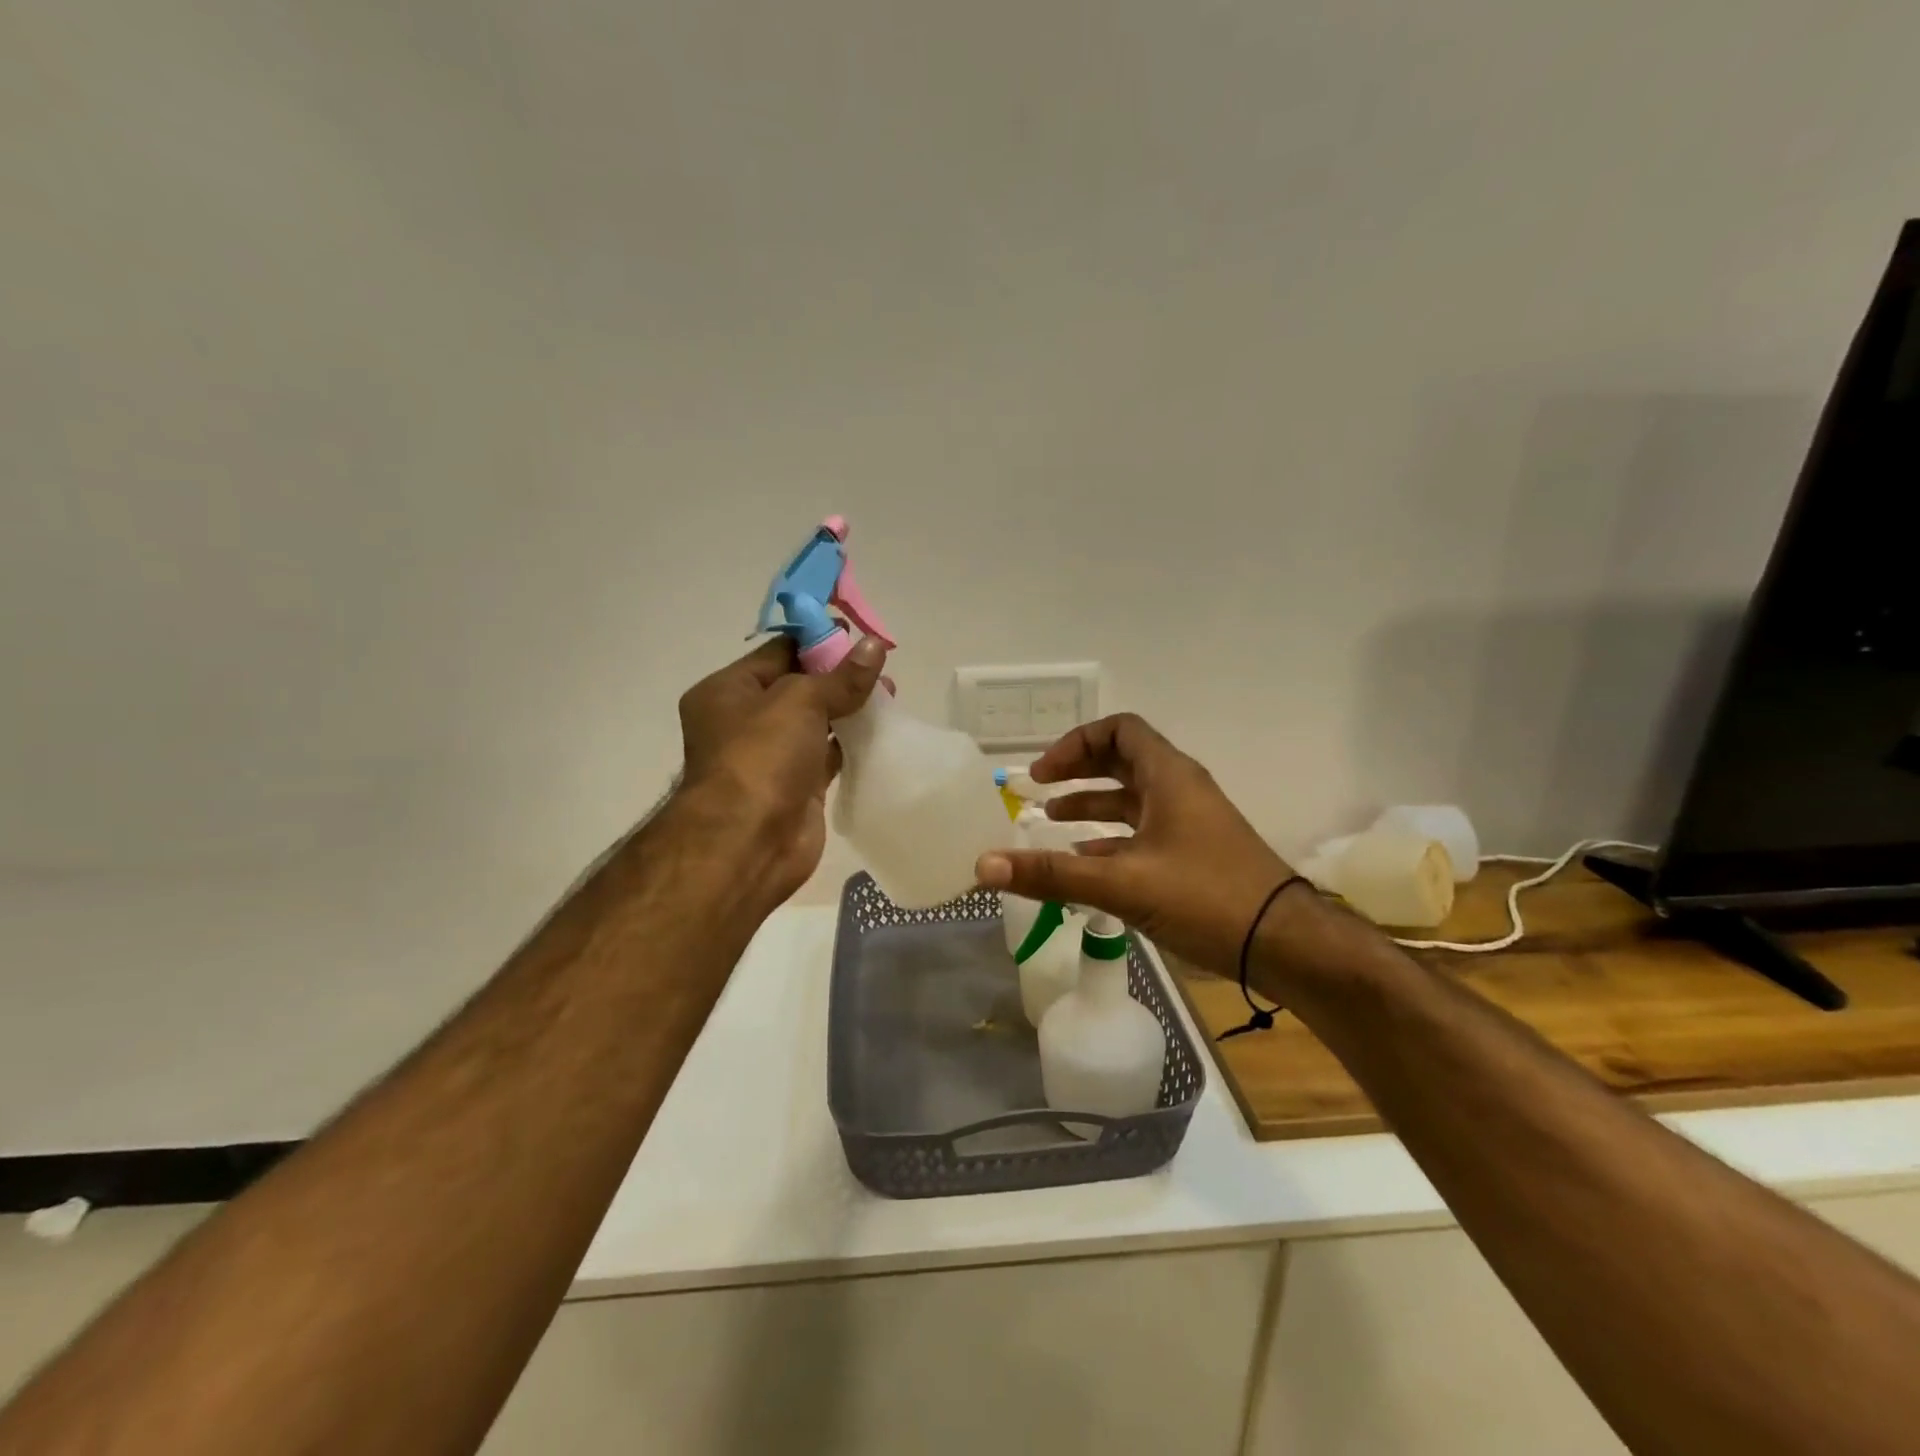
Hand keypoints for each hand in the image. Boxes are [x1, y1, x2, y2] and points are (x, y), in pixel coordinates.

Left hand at [677, 635, 886, 905]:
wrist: (748, 842)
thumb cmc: (761, 757)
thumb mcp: (800, 701)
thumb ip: (841, 676)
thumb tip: (875, 645)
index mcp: (728, 691)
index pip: (779, 652)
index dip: (819, 641)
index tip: (859, 635)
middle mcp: (745, 721)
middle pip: (800, 686)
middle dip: (840, 676)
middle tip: (881, 668)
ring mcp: (771, 757)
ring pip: (817, 722)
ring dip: (850, 709)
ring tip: (890, 696)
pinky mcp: (797, 787)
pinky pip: (829, 755)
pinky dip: (853, 743)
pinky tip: (883, 731)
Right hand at [974, 714, 1293, 974]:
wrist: (1286, 945)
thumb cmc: (1206, 898)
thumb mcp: (1122, 884)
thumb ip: (1052, 875)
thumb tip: (983, 866)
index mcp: (1169, 777)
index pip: (1120, 730)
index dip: (1077, 743)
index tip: (1044, 772)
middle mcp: (1180, 790)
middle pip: (1124, 761)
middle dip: (1079, 772)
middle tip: (1040, 789)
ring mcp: (1191, 824)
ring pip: (1133, 800)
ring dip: (1093, 806)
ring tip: (1052, 824)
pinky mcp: (1195, 855)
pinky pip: (1144, 833)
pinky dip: (1111, 840)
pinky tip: (1085, 864)